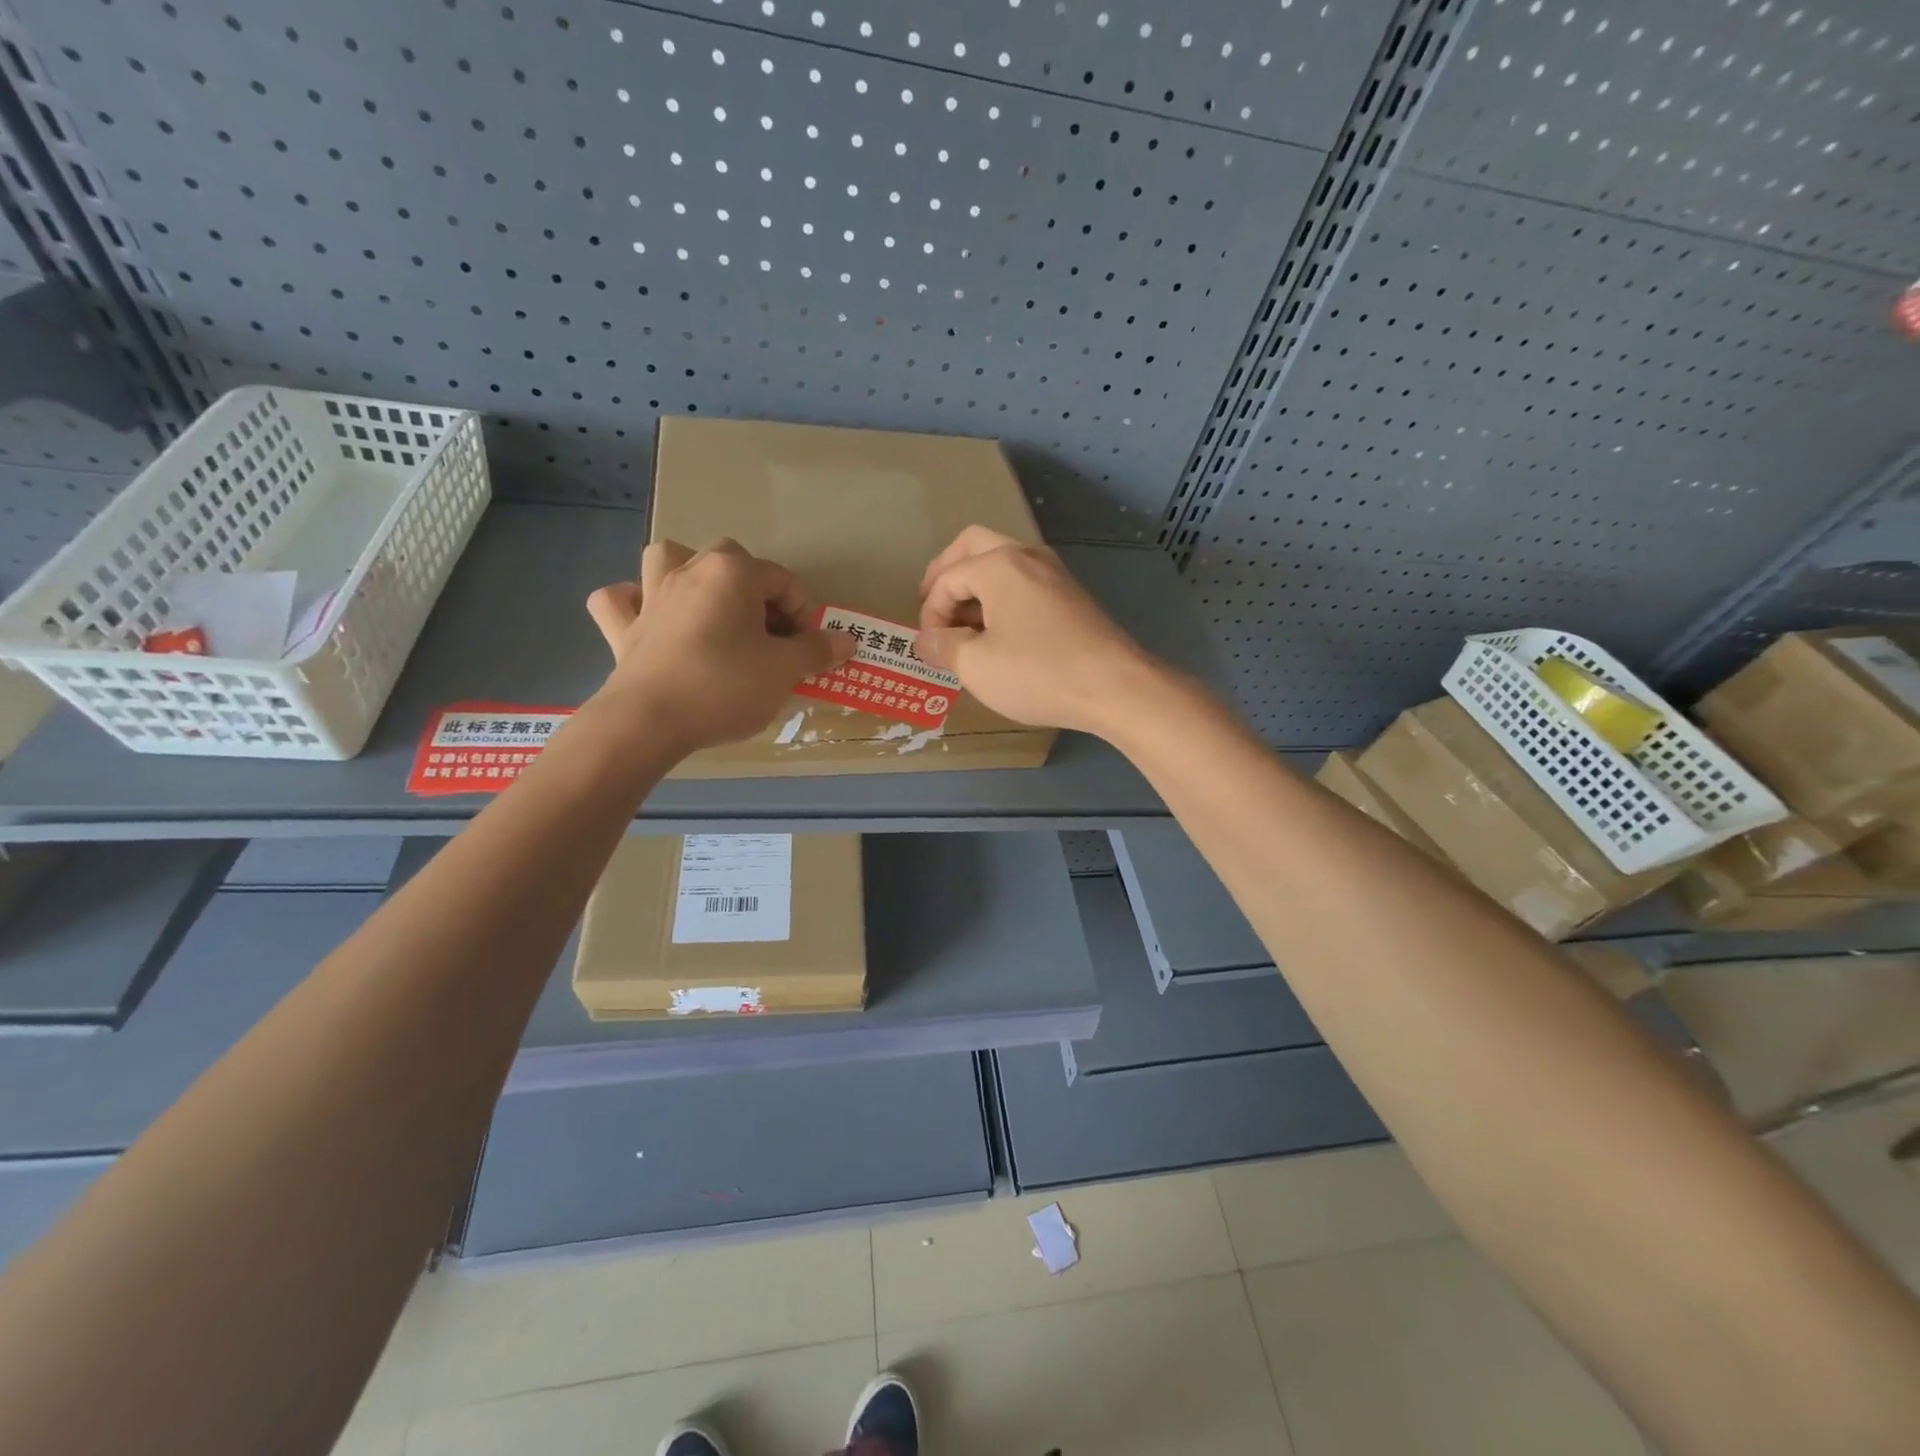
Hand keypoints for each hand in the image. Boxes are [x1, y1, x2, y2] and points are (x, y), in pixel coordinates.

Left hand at [586, 539, 853, 752]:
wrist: (650, 722)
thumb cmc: (725, 687)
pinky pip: (621, 600)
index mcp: (732, 573)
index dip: (805, 614)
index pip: (783, 581)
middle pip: (733, 563)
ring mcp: (650, 596)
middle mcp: (689, 571)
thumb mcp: (784, 671)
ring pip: (670, 560)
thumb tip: (847, 640)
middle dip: (757, 593)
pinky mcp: (622, 628)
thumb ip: (816, 651)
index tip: (811, 648)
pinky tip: (651, 618)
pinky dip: (635, 602)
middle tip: (771, 634)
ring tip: (711, 607)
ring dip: (691, 575)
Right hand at [916, 526, 1158, 735]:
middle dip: (947, 575)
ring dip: (976, 587)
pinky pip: (1025, 584)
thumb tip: (925, 641)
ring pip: (1002, 564)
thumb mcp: (976, 666)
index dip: (929, 612)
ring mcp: (1054, 574)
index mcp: (998, 564)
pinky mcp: (1072, 596)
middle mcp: (1026, 556)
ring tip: (965, 627)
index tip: (929, 647)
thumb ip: (943, 647)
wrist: (1115, 687)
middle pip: (972, 547)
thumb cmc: (1037, 672)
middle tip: (934, 609)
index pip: (946, 579)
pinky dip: (1002, 599)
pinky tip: (1000, 635)